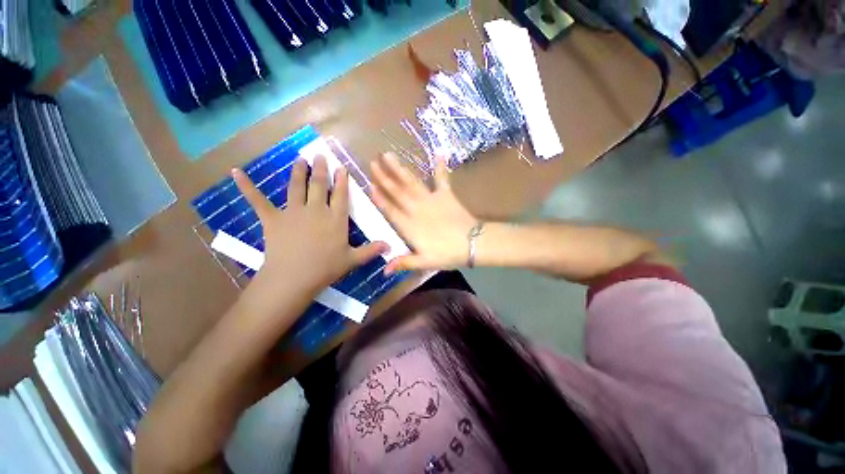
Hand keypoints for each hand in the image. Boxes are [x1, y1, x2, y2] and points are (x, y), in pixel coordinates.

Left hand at [233, 157, 387, 294]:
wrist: (293, 278)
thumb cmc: (325, 268)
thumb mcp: (352, 260)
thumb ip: (371, 250)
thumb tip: (390, 246)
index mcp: (335, 219)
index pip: (340, 195)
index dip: (342, 181)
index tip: (341, 168)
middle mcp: (316, 210)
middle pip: (319, 185)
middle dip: (321, 169)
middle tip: (320, 156)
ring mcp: (293, 212)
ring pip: (296, 186)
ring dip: (298, 171)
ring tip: (300, 159)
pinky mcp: (272, 218)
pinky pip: (258, 200)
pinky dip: (247, 187)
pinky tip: (236, 172)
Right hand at [370, 153, 476, 273]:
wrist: (472, 243)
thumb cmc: (447, 254)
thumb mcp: (424, 262)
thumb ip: (404, 263)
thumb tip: (384, 270)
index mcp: (410, 226)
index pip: (390, 210)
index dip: (380, 198)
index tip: (370, 185)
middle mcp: (417, 209)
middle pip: (397, 192)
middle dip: (384, 177)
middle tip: (373, 162)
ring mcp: (431, 199)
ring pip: (412, 183)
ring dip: (400, 169)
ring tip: (389, 155)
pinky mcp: (446, 195)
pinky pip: (442, 179)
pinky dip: (440, 167)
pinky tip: (439, 153)